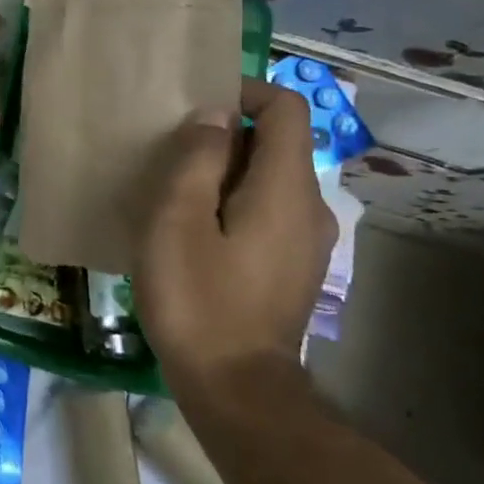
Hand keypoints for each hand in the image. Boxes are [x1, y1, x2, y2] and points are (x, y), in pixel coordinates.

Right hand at [133, 77, 337, 377]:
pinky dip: (236, 204)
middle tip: (172, 154)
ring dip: (227, 173)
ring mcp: (308, 243)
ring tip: (177, 193)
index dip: (245, 92)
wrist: (237, 391)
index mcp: (286, 188)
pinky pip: (269, 213)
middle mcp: (311, 208)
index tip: (197, 106)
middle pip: (278, 143)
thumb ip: (196, 158)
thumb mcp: (177, 220)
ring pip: (271, 180)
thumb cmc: (199, 299)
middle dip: (227, 135)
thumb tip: (213, 116)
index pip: (285, 109)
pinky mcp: (294, 269)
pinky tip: (196, 234)